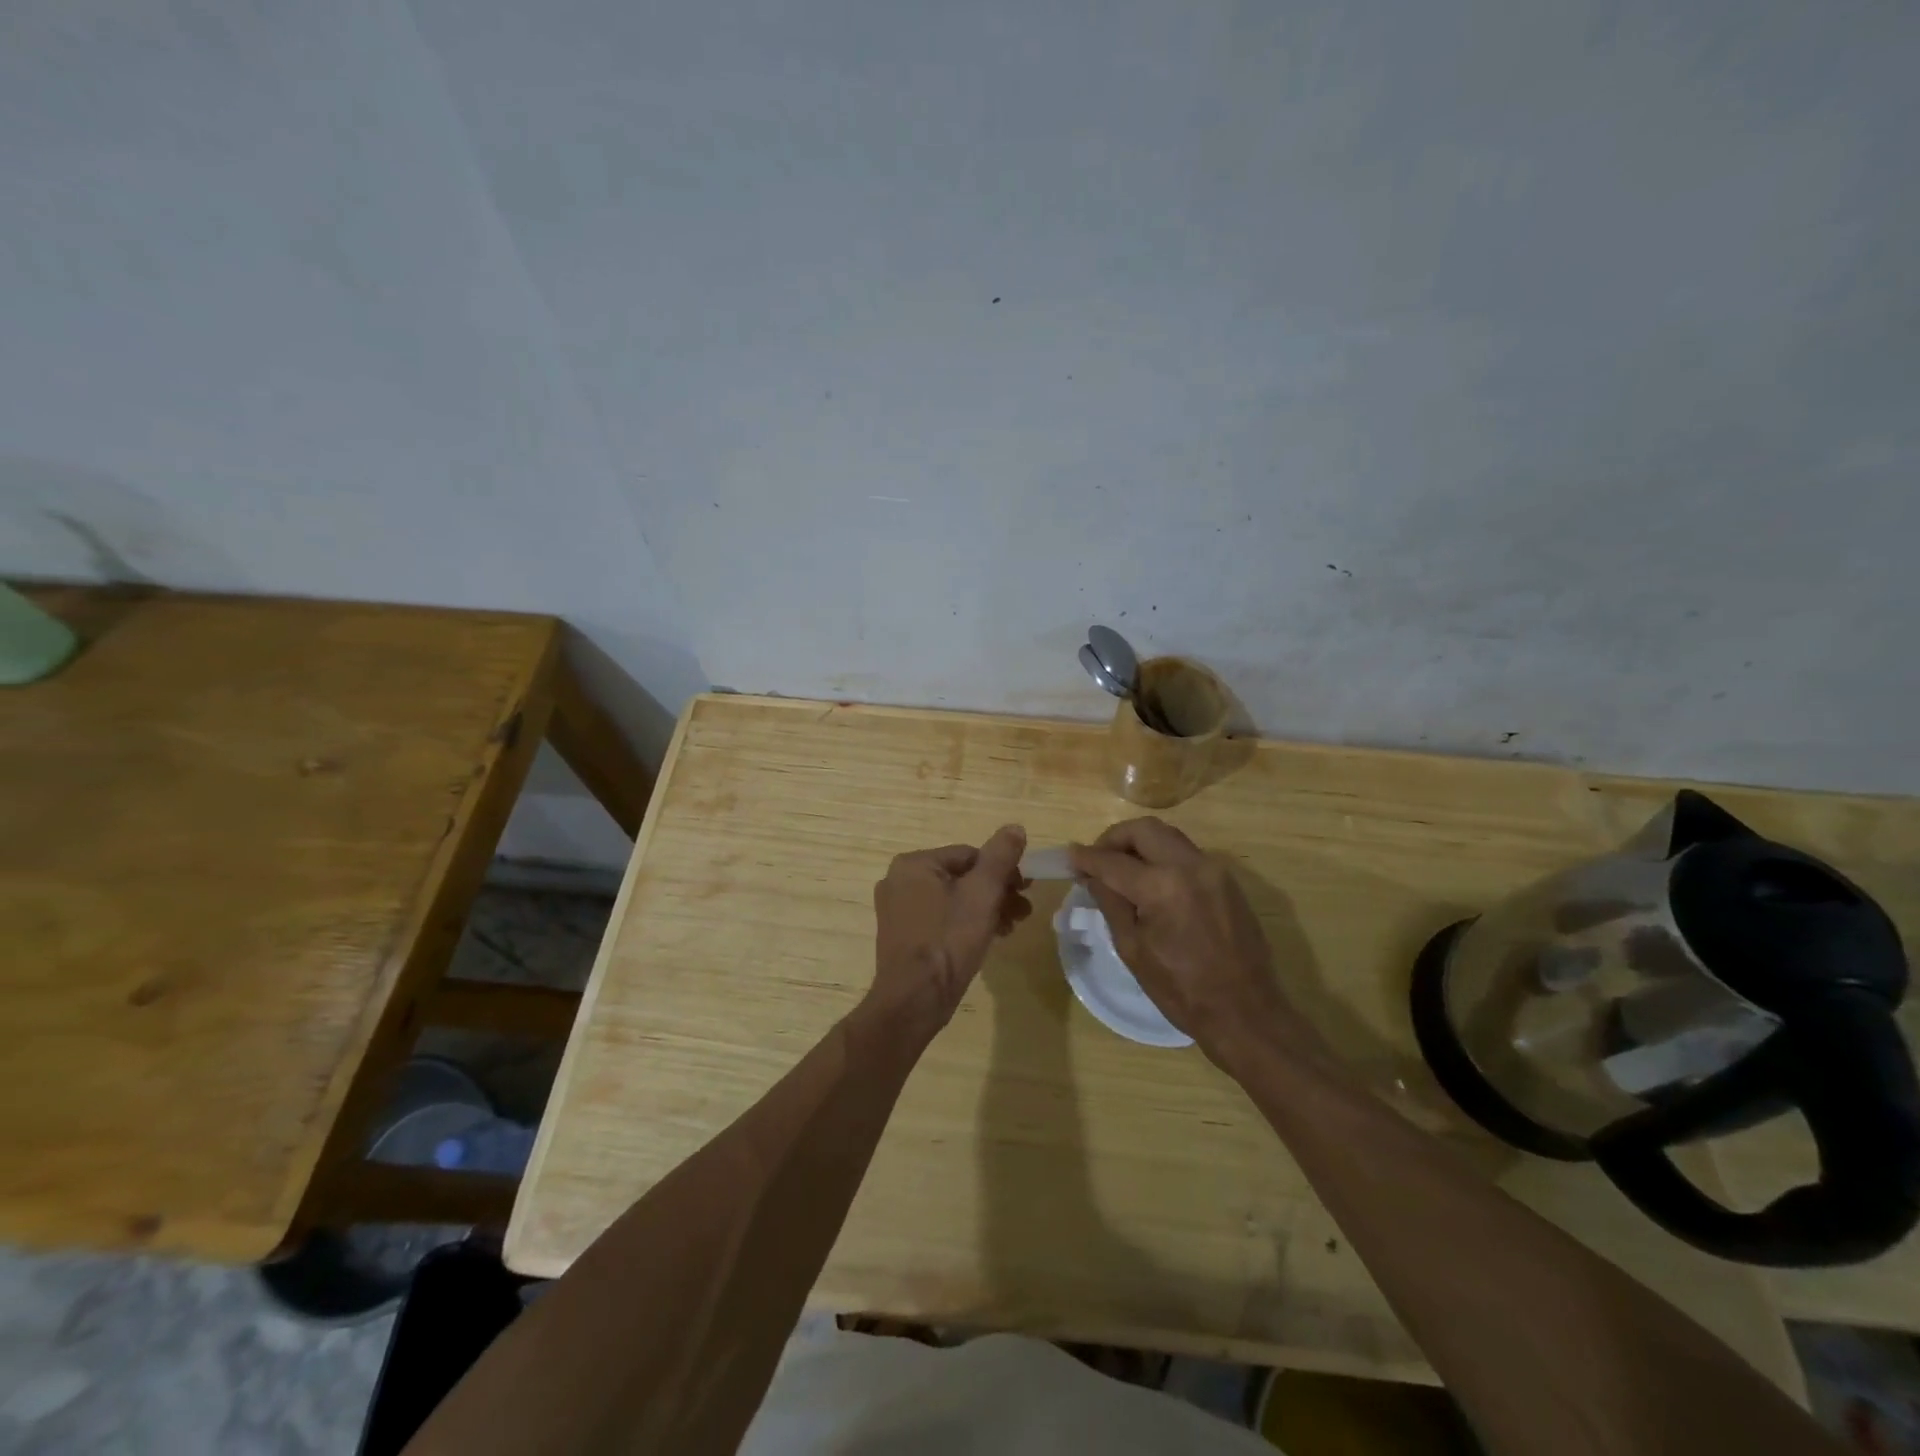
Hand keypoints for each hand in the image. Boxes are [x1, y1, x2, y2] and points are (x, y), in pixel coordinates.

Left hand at [871, 825, 1030, 1027]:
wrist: (915, 1000)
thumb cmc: (949, 940)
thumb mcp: (982, 894)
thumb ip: (1000, 857)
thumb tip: (1015, 827)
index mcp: (914, 864)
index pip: (970, 855)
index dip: (1002, 871)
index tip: (1025, 890)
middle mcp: (899, 881)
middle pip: (961, 877)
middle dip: (996, 892)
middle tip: (1022, 911)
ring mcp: (898, 910)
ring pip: (953, 899)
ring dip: (985, 909)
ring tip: (1011, 928)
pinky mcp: (903, 936)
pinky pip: (940, 918)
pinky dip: (965, 924)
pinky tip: (988, 939)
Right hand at [1070, 817, 1295, 1058]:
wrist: (1246, 1014)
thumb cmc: (1182, 991)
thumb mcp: (1133, 949)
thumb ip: (1111, 903)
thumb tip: (1092, 875)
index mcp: (1163, 887)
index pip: (1113, 861)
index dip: (1086, 858)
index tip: (1069, 857)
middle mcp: (1191, 866)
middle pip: (1144, 829)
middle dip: (1114, 838)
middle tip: (1097, 860)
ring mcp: (1214, 870)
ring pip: (1168, 836)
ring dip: (1140, 845)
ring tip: (1122, 870)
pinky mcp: (1228, 881)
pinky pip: (1187, 854)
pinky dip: (1163, 858)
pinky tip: (1151, 883)